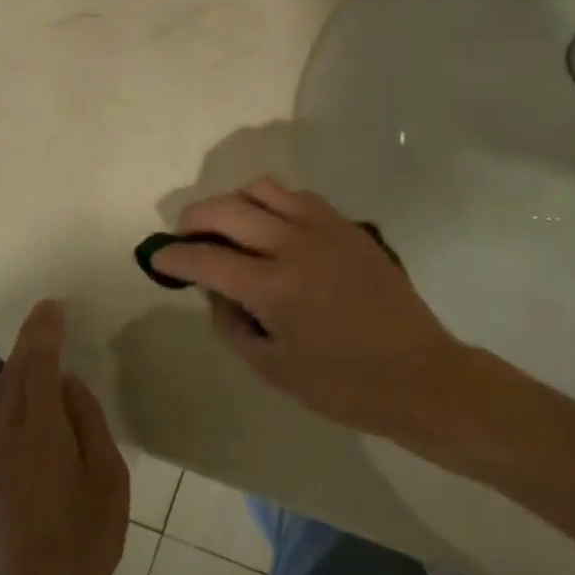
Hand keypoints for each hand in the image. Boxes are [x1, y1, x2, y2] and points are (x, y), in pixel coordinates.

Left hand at [0, 300, 129, 574]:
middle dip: (27, 344)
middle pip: (10, 376)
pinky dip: (11, 394)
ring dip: (17, 368)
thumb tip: (67, 385)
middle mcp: (5, 438)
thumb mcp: (108, 474)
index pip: (37, 365)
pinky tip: (30, 399)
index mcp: (40, 432)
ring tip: (40, 352)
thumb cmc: (87, 538)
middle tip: (49, 321)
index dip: (43, 332)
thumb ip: (86, 421)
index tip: (52, 305)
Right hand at [150, 178, 467, 437]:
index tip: (157, 258)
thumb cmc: (342, 385)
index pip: (205, 259)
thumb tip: (214, 288)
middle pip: (227, 209)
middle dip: (194, 219)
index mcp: (272, 288)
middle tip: (184, 237)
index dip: (173, 257)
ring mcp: (324, 229)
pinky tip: (273, 228)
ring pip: (263, 189)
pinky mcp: (348, 225)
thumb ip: (232, 323)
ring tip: (228, 227)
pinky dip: (273, 203)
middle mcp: (294, 245)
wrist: (417, 373)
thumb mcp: (273, 368)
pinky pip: (299, 197)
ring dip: (234, 202)